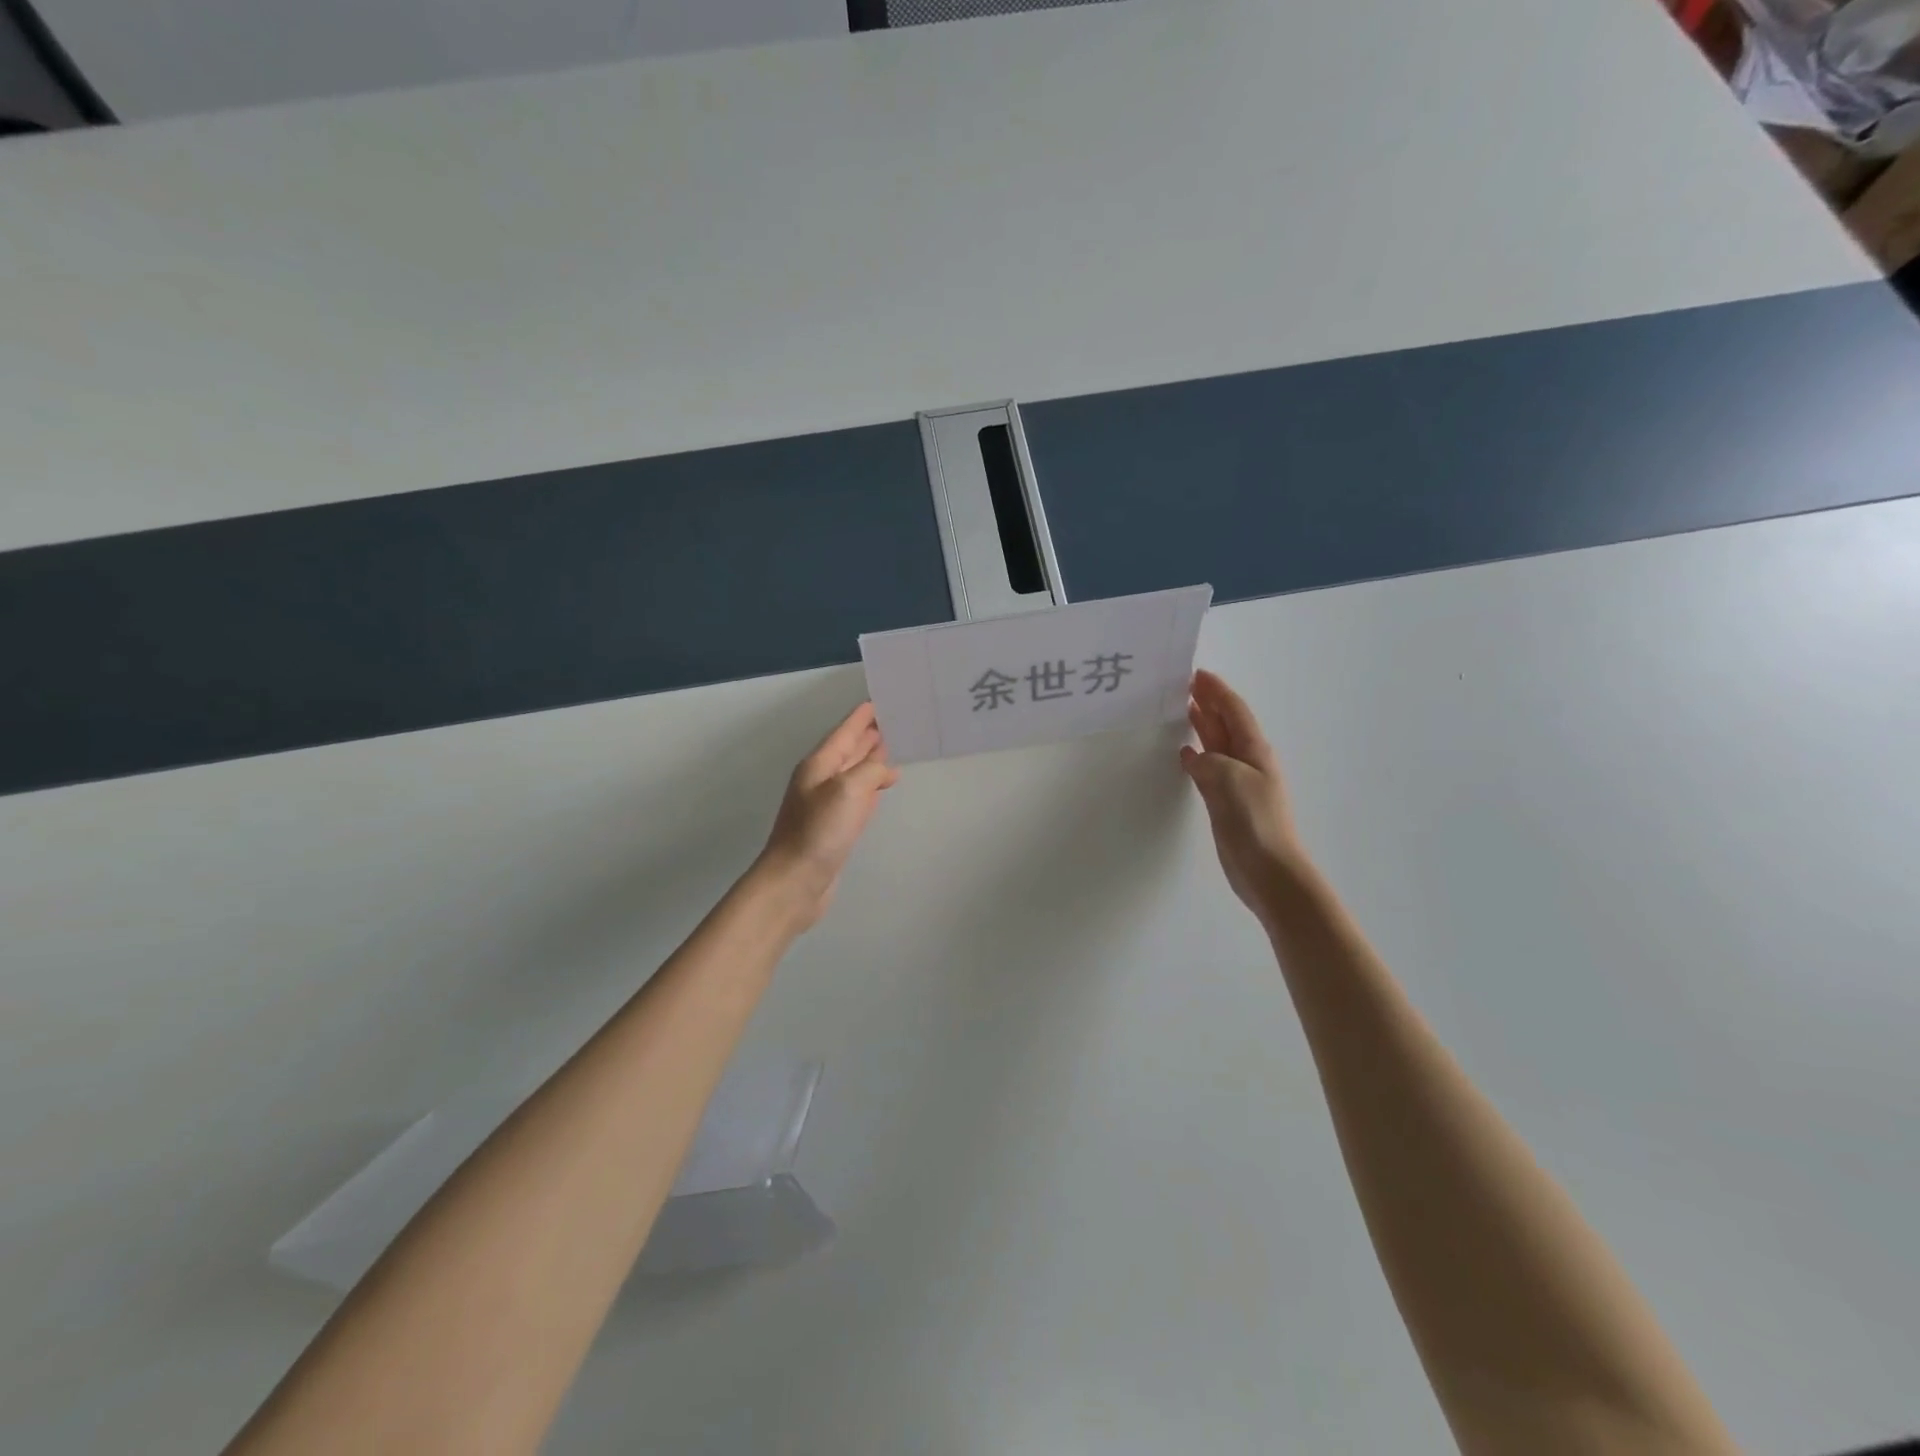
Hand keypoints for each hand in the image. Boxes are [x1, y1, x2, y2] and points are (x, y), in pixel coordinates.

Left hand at [752, 702, 900, 929]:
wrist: (795, 882)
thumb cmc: (819, 832)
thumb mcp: (848, 790)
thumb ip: (870, 770)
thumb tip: (886, 768)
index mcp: (819, 765)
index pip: (845, 731)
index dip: (862, 716)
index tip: (881, 700)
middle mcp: (822, 779)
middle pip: (850, 748)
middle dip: (871, 734)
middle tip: (898, 719)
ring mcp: (828, 803)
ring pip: (855, 771)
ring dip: (873, 758)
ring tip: (896, 746)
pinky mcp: (836, 826)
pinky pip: (859, 795)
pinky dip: (873, 784)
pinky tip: (884, 783)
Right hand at [1180, 670, 1307, 922]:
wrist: (1269, 870)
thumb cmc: (1255, 821)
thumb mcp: (1229, 780)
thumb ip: (1207, 762)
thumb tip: (1192, 755)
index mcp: (1254, 751)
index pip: (1234, 711)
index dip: (1217, 691)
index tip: (1196, 674)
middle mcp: (1246, 761)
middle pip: (1226, 723)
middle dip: (1208, 702)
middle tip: (1183, 685)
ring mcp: (1236, 782)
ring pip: (1216, 744)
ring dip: (1202, 725)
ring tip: (1181, 709)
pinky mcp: (1225, 802)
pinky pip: (1208, 768)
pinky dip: (1197, 755)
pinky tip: (1184, 753)